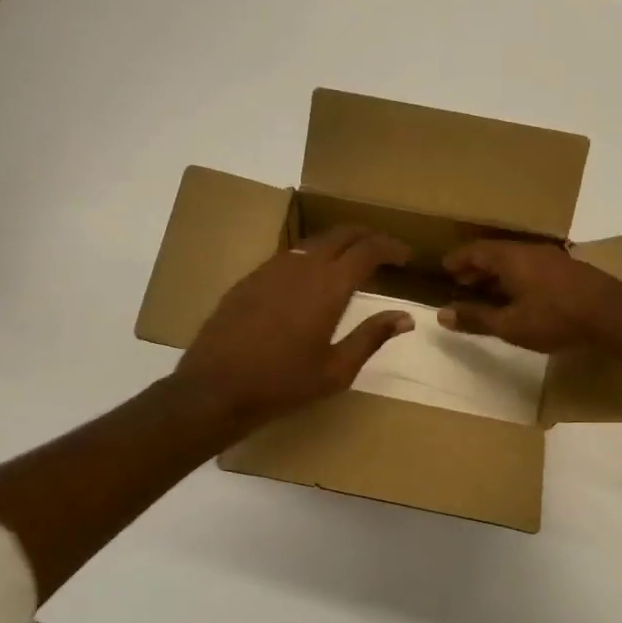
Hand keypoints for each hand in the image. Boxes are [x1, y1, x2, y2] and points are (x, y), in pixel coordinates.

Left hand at [175, 227, 414, 431]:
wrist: (215, 387)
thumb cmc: (283, 384)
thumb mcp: (336, 370)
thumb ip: (372, 337)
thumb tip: (405, 317)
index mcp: (329, 286)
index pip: (367, 250)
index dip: (390, 247)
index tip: (404, 255)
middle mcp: (302, 266)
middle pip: (341, 234)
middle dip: (366, 236)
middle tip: (383, 250)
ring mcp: (272, 269)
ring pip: (313, 242)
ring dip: (337, 244)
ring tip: (350, 261)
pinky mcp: (250, 279)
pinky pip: (288, 256)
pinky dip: (310, 257)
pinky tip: (310, 279)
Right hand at [439, 239, 621, 353]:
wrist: (613, 314)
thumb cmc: (556, 318)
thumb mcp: (510, 325)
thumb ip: (476, 318)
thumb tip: (443, 315)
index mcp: (511, 258)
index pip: (475, 250)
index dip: (458, 259)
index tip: (444, 269)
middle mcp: (530, 251)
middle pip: (495, 253)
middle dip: (475, 267)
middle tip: (461, 282)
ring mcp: (552, 258)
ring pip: (515, 260)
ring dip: (497, 273)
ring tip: (486, 291)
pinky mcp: (568, 270)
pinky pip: (531, 267)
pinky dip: (515, 277)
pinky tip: (519, 296)